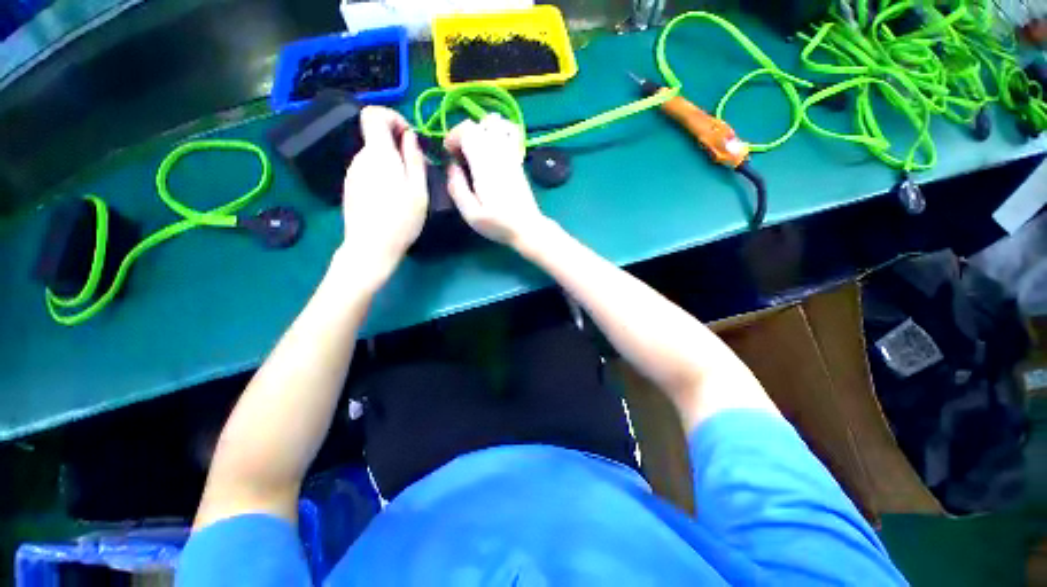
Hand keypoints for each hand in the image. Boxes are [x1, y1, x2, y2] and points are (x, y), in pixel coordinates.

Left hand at [338, 106, 427, 285]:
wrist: (371, 247)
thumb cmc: (401, 219)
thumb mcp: (418, 190)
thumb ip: (414, 159)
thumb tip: (410, 137)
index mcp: (378, 154)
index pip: (373, 114)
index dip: (392, 117)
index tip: (409, 137)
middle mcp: (360, 158)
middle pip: (376, 137)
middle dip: (397, 147)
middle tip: (416, 172)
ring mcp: (352, 173)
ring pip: (374, 157)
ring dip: (391, 164)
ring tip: (406, 190)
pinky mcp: (351, 187)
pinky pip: (368, 171)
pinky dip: (382, 176)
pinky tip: (391, 200)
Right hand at [444, 115, 551, 248]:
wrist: (527, 228)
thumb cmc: (498, 224)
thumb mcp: (470, 214)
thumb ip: (456, 188)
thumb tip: (450, 166)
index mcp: (485, 165)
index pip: (467, 130)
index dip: (453, 136)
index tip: (449, 155)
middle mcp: (499, 153)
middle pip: (479, 123)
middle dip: (463, 134)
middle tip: (460, 156)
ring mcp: (511, 155)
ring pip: (495, 123)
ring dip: (480, 130)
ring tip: (475, 150)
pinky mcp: (518, 160)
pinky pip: (509, 132)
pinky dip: (497, 132)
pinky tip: (491, 150)